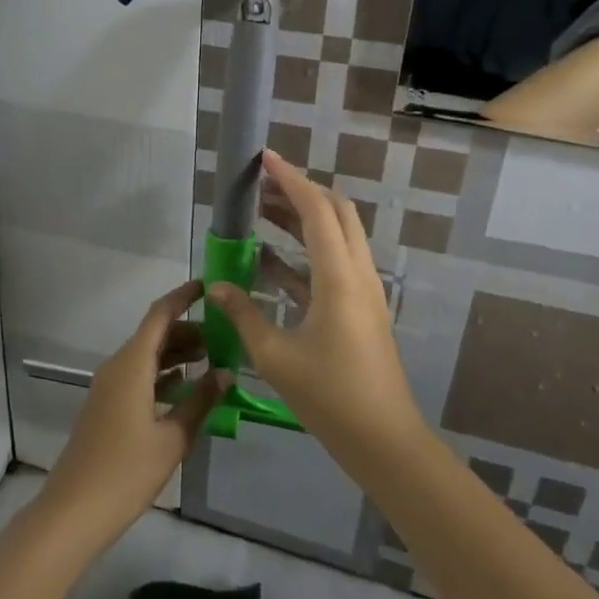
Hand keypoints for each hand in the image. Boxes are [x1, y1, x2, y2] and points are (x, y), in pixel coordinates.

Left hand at [38, 280, 230, 551]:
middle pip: (154, 335)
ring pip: (147, 356)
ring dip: (177, 353)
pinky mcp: (107, 405)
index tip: (208, 287)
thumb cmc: (126, 470)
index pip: (159, 315)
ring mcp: (109, 386)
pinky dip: (164, 374)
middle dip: (187, 330)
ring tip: (213, 359)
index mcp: (131, 364)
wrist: (74, 509)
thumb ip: (200, 401)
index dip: (182, 297)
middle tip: (224, 336)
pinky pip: (139, 376)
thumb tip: (226, 373)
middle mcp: (117, 366)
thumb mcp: (172, 438)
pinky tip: (186, 386)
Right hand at [206, 152, 427, 460]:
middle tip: (262, 185)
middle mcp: (357, 274)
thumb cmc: (328, 396)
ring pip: (336, 237)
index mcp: (338, 277)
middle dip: (299, 192)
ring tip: (261, 213)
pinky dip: (304, 253)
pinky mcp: (360, 310)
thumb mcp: (274, 355)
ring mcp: (363, 292)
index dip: (290, 179)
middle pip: (335, 213)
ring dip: (302, 220)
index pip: (316, 209)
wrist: (383, 440)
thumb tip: (215, 287)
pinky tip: (270, 262)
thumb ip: (242, 314)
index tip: (265, 158)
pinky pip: (332, 265)